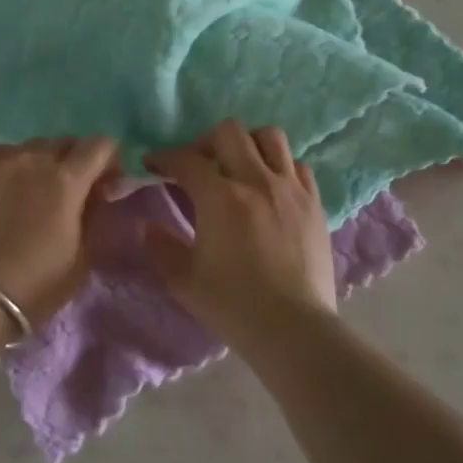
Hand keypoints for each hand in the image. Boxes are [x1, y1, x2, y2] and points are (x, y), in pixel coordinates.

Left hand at [0, 138, 117, 325]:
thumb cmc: (34, 284)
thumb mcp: (82, 257)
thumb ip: (93, 216)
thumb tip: (96, 195)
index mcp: (67, 180)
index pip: (100, 145)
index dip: (109, 160)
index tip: (105, 183)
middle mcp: (34, 159)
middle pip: (64, 143)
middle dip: (75, 161)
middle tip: (69, 191)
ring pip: (29, 148)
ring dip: (40, 164)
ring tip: (31, 192)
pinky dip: (9, 168)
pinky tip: (1, 194)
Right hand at [145, 120, 336, 338]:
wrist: (294, 330)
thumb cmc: (234, 306)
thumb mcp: (184, 280)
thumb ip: (161, 247)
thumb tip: (147, 226)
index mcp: (221, 198)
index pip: (186, 160)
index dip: (164, 157)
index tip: (153, 165)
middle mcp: (257, 181)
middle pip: (230, 132)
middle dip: (205, 142)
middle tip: (197, 165)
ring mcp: (291, 189)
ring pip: (270, 137)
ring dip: (247, 145)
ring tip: (237, 167)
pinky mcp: (315, 204)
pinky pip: (298, 166)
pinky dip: (279, 167)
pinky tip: (270, 188)